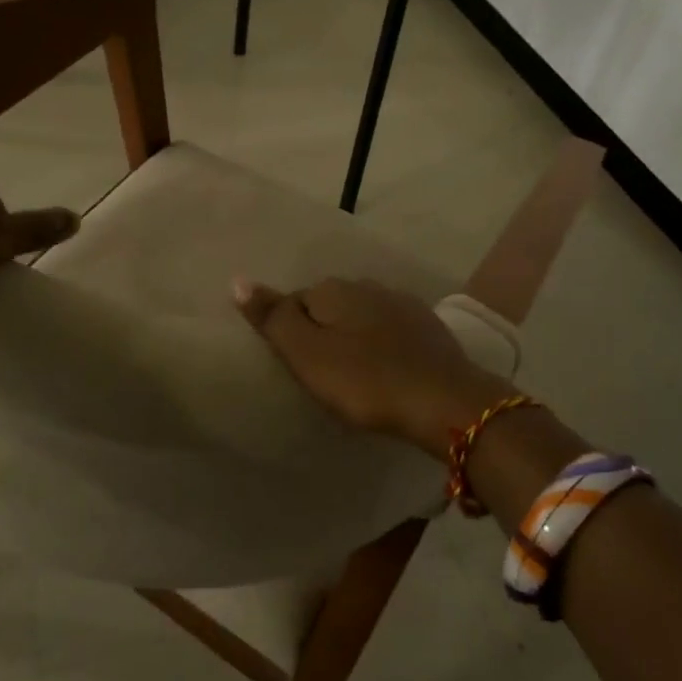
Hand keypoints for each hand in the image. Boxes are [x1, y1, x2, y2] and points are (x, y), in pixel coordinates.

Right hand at [233, 276, 511, 456]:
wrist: (443, 400)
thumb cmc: (365, 381)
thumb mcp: (307, 354)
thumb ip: (273, 317)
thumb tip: (238, 280)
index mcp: (333, 289)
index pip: (294, 301)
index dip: (289, 333)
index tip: (297, 366)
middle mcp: (366, 285)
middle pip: (329, 305)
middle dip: (322, 331)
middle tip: (323, 373)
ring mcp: (401, 302)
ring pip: (362, 315)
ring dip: (354, 336)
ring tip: (354, 373)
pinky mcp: (428, 326)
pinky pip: (390, 329)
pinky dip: (382, 344)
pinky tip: (386, 368)